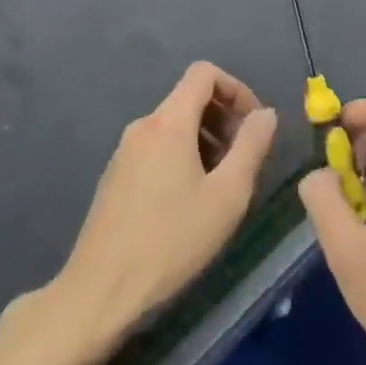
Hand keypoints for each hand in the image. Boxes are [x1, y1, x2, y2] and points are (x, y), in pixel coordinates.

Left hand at [50, 62, 277, 348]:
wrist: (100, 291)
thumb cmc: (171, 241)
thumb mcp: (227, 196)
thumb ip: (251, 146)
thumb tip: (265, 114)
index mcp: (168, 122)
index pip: (204, 73)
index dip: (236, 88)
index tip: (254, 126)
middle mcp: (142, 126)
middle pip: (189, 98)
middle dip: (224, 118)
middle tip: (245, 160)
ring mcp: (124, 151)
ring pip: (174, 126)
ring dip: (206, 141)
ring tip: (222, 186)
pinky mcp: (115, 177)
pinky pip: (157, 148)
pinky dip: (182, 157)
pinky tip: (191, 203)